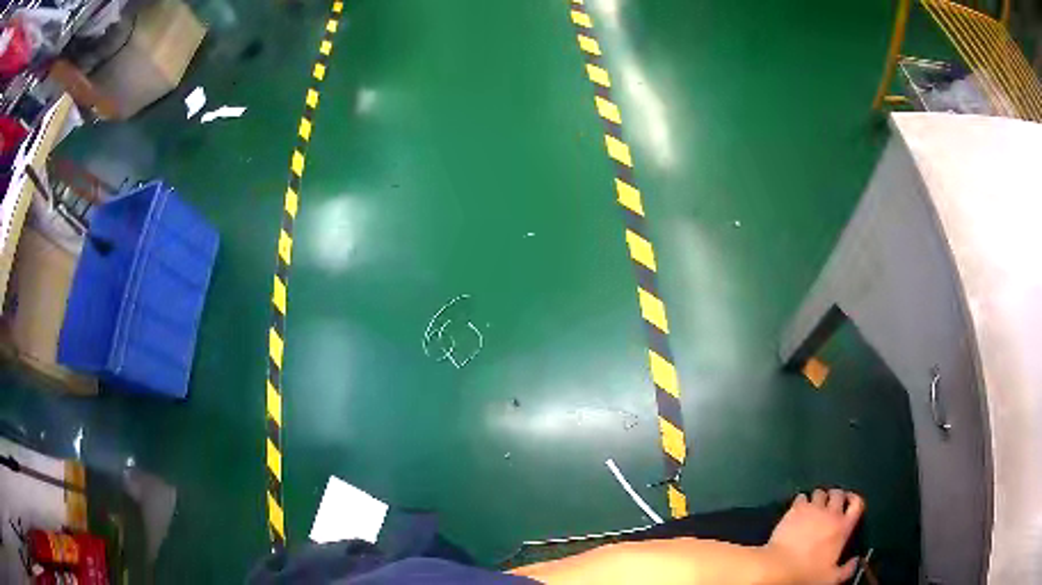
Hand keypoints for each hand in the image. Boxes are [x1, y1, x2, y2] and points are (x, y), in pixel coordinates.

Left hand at [762, 489, 864, 584]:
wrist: (780, 567)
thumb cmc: (807, 574)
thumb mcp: (831, 578)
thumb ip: (847, 570)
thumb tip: (856, 562)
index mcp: (843, 528)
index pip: (857, 504)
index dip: (854, 499)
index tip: (849, 502)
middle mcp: (830, 514)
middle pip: (838, 494)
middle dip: (836, 496)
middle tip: (830, 505)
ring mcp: (812, 509)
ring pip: (820, 493)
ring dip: (819, 498)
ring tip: (815, 506)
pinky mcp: (795, 510)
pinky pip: (802, 497)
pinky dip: (802, 501)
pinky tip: (799, 509)